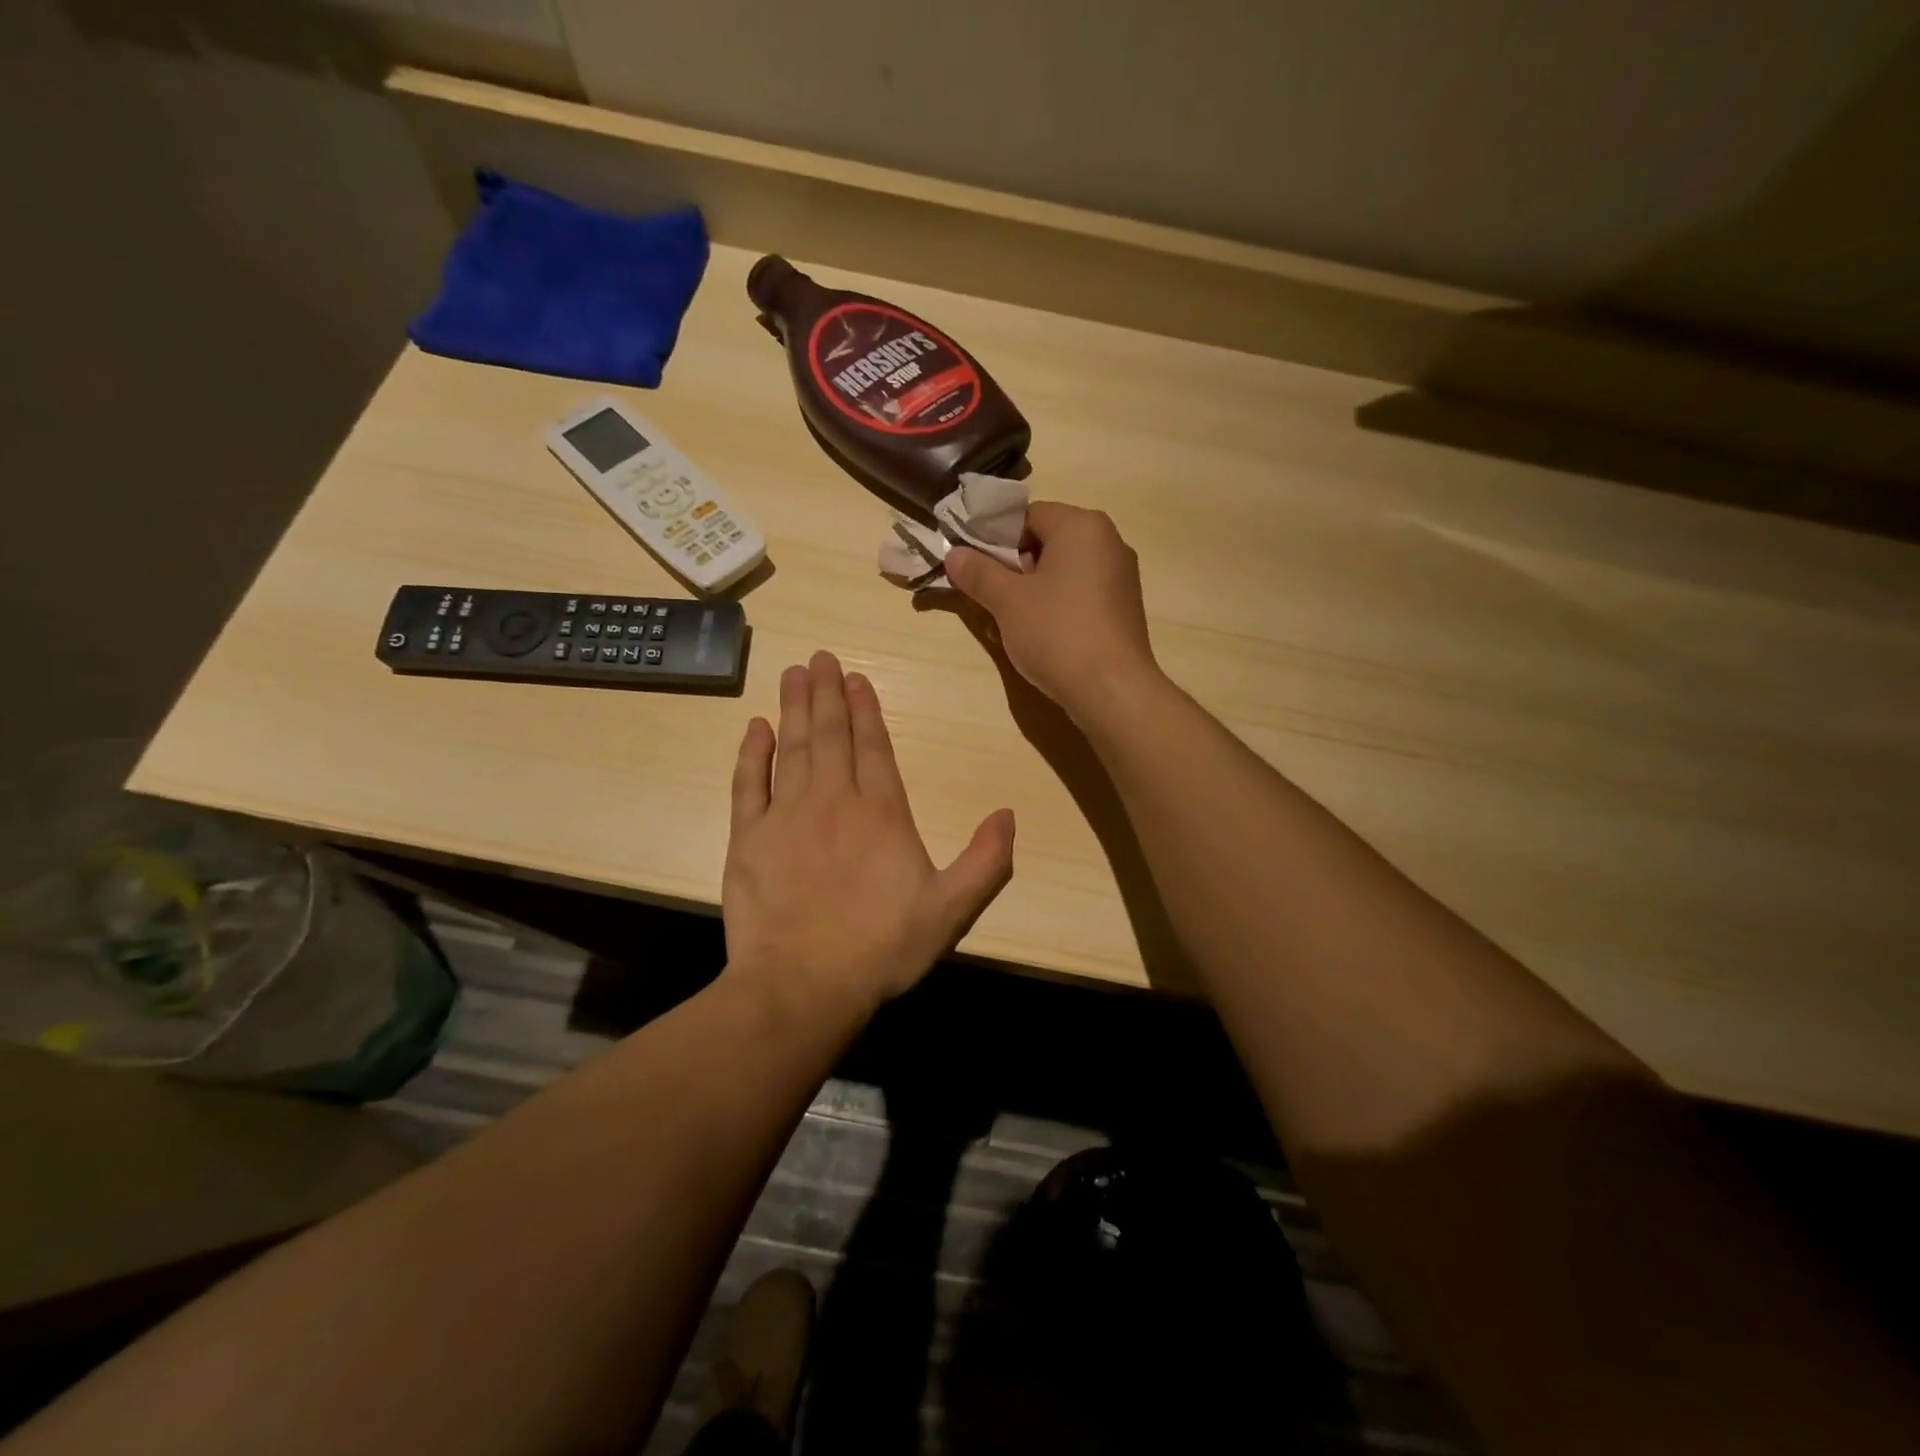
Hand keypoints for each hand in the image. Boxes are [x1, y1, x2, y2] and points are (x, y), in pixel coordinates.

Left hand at [722, 651, 1014, 1015]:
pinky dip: (752, 753)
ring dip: (794, 708)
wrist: (803, 985)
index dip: (866, 708)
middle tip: (819, 657)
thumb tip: (1008, 815)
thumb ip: (986, 861)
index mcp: (882, 813)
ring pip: (792, 747)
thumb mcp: (952, 911)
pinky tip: (755, 727)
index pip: (874, 746)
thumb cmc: (882, 948)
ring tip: (793, 674)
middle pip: (830, 734)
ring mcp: (787, 816)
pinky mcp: (749, 838)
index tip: (856, 676)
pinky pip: (750, 783)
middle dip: (827, 693)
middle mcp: (834, 800)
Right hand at [944, 502, 1160, 724]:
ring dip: (1032, 589)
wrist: (1111, 689)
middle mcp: (1108, 541)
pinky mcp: (1123, 608)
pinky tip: (1039, 633)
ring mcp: (1121, 576)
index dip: (994, 537)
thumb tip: (953, 554)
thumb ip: (978, 573)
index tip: (973, 565)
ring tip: (1007, 618)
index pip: (1027, 515)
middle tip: (987, 593)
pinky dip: (1056, 605)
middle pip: (1047, 541)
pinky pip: (1080, 594)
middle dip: (1013, 565)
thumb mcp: (1007, 601)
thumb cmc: (1057, 632)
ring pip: (1063, 570)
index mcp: (1082, 526)